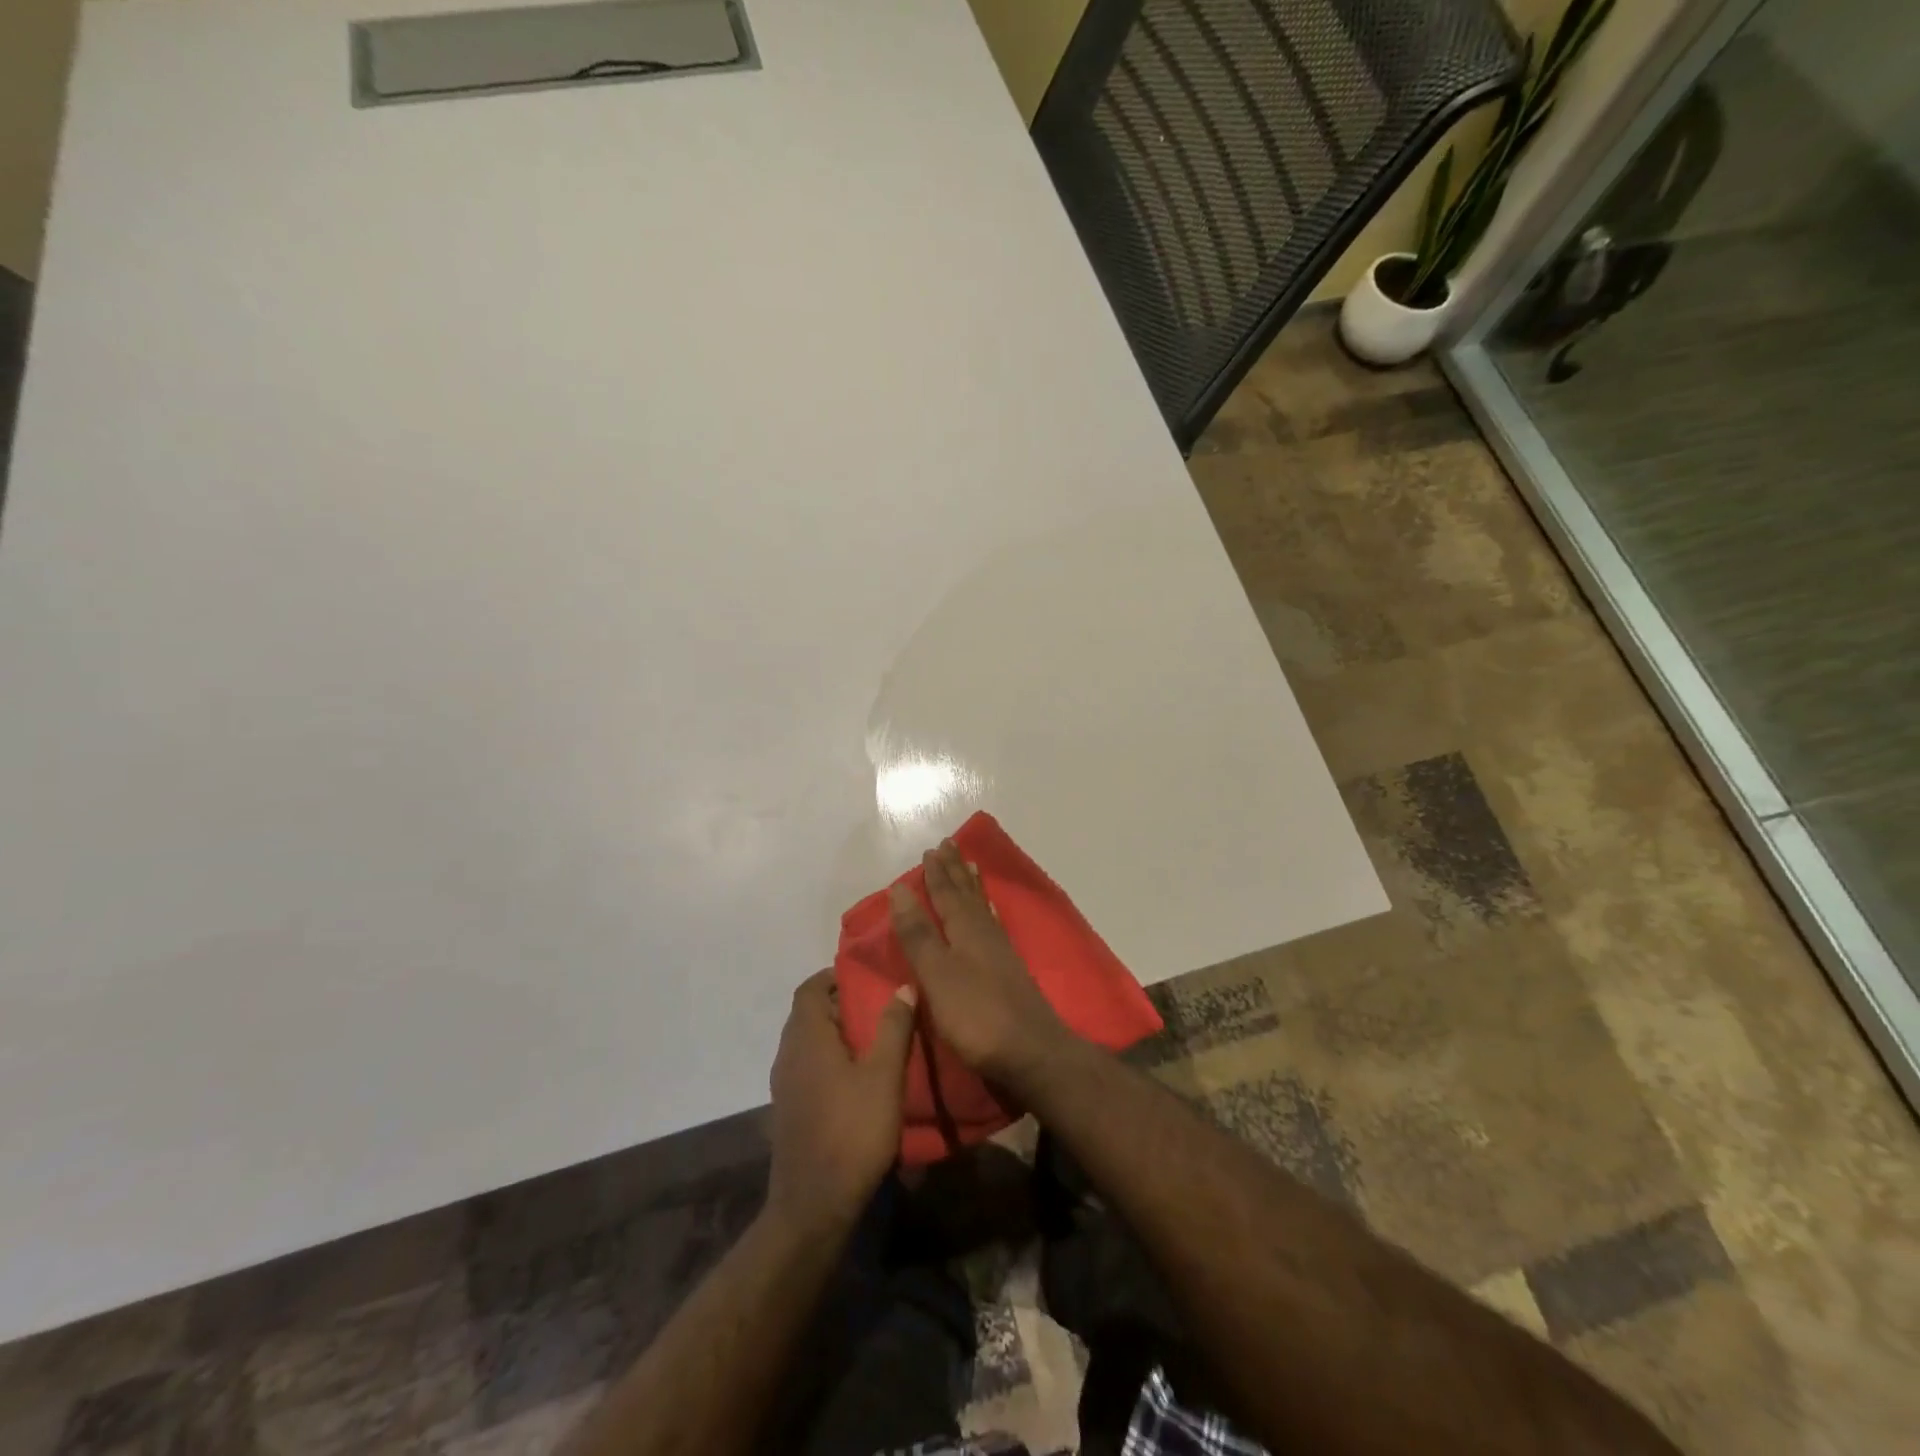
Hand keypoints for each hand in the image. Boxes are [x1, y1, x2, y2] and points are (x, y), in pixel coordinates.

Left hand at [766, 970, 916, 1236]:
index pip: (809, 988)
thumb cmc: (852, 1131)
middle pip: (808, 1012)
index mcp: (807, 1037)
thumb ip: (893, 1027)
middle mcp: (788, 1053)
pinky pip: (807, 1065)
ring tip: (874, 1037)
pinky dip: (829, 1057)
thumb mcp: (884, 1075)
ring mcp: (785, 1083)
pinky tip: (858, 1076)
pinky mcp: (790, 1108)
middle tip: (878, 1004)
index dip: (834, 976)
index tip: (866, 976)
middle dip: (840, 1002)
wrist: (813, 1205)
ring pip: (808, 1040)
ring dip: (835, 1031)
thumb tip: (903, 985)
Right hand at [888, 840, 1071, 1084]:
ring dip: (973, 886)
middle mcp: (985, 933)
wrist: (1032, 1054)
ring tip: (971, 866)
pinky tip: (990, 914)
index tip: (931, 849)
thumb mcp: (937, 975)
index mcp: (965, 930)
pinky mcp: (1010, 972)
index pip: (946, 894)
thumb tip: (899, 889)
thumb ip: (918, 934)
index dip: (936, 874)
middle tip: (949, 846)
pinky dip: (988, 911)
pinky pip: (994, 925)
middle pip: (967, 895)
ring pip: (983, 907)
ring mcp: (1001, 952)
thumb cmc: (977, 1016)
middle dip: (955, 872)